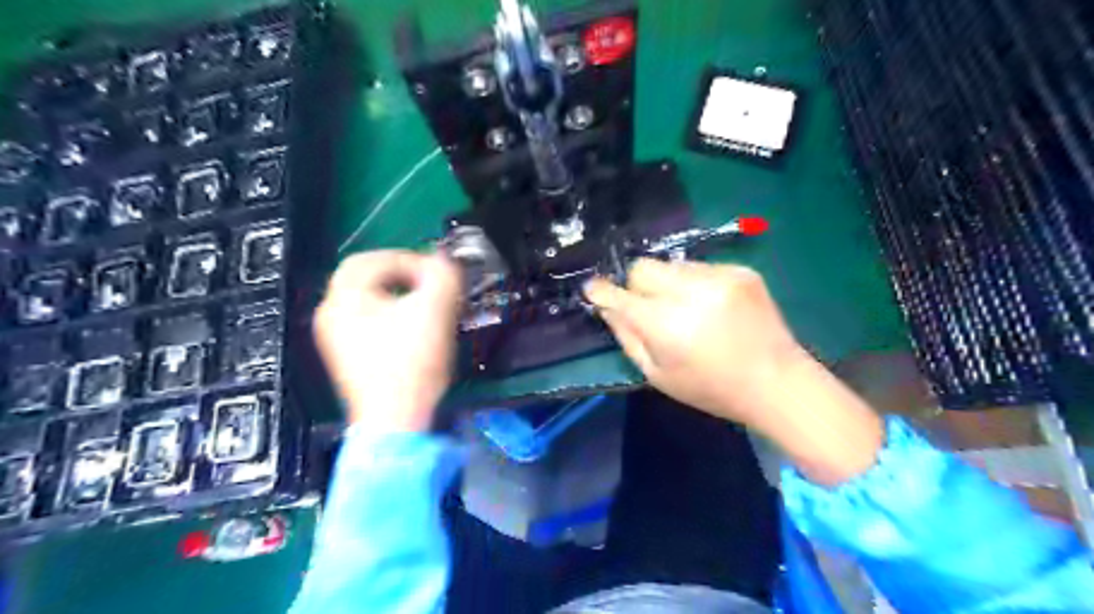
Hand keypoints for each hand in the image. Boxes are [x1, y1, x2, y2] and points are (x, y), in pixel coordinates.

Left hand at [312, 248, 459, 430]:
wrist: (397, 422)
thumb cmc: (411, 363)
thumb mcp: (435, 310)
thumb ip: (443, 274)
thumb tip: (444, 260)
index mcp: (344, 298)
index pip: (370, 258)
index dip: (407, 258)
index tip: (435, 274)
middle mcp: (331, 315)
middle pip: (366, 279)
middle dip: (403, 277)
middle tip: (431, 287)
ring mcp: (335, 339)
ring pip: (369, 302)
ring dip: (400, 297)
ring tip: (427, 308)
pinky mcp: (348, 359)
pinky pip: (368, 323)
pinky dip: (392, 317)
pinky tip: (414, 332)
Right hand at [585, 260, 881, 483]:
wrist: (776, 382)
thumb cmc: (711, 388)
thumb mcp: (658, 375)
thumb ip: (627, 337)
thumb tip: (607, 307)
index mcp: (666, 324)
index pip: (620, 295)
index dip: (601, 291)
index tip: (592, 288)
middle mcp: (690, 292)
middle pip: (643, 267)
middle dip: (637, 285)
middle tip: (649, 307)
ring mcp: (719, 277)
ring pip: (671, 265)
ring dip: (667, 283)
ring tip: (686, 308)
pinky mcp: (740, 271)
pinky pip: (700, 267)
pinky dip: (695, 283)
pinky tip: (711, 306)